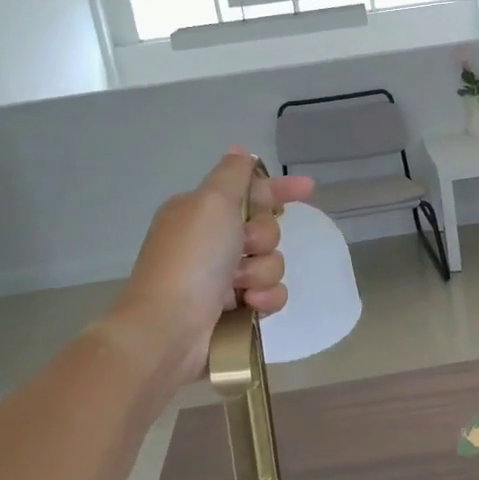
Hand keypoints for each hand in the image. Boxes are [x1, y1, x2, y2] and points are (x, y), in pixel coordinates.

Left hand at [105, 149, 315, 386]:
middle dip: (263, 239)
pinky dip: (264, 299)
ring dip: (262, 272)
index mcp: (200, 212)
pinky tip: (250, 306)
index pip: (248, 191)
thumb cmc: (191, 259)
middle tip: (243, 248)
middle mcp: (211, 242)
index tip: (308, 189)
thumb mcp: (210, 203)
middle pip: (264, 228)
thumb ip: (232, 176)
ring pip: (271, 263)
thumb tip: (239, 152)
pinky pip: (271, 294)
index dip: (278, 189)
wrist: (169, 327)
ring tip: (240, 287)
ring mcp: (222, 278)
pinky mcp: (235, 310)